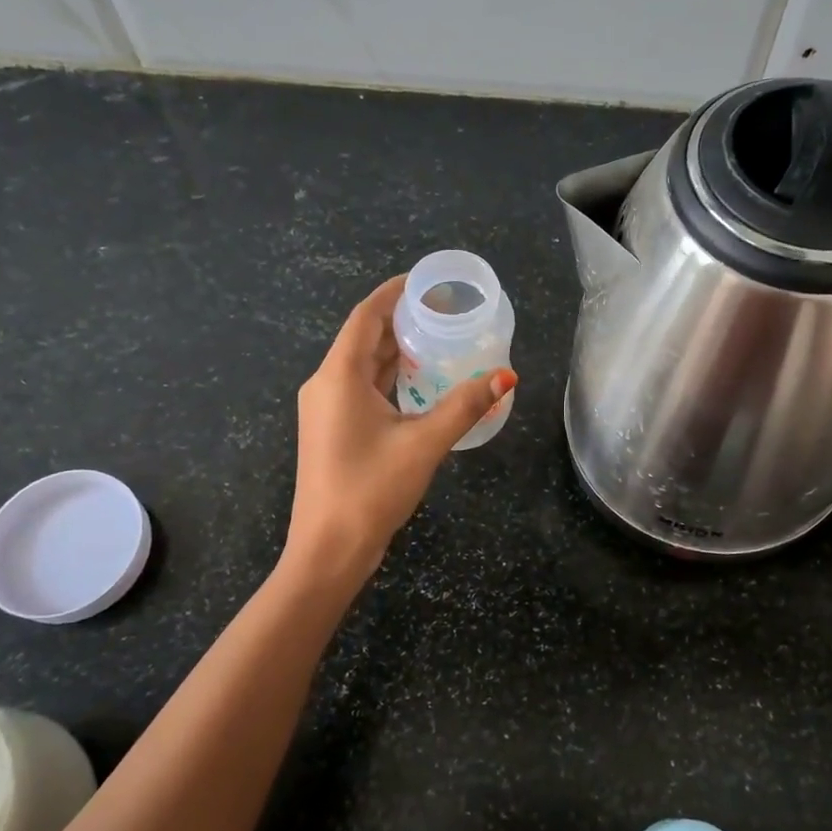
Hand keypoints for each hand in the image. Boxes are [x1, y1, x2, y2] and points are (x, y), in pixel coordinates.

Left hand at [284, 276, 516, 579]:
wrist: (329, 549)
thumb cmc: (371, 489)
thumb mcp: (424, 444)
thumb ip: (465, 406)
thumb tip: (506, 376)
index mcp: (338, 376)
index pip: (365, 316)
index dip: (394, 293)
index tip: (426, 281)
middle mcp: (326, 385)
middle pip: (364, 338)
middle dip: (402, 322)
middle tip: (445, 313)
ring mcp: (326, 410)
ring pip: (363, 367)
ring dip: (397, 352)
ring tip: (440, 341)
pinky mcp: (332, 431)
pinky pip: (362, 390)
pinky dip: (390, 379)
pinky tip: (421, 384)